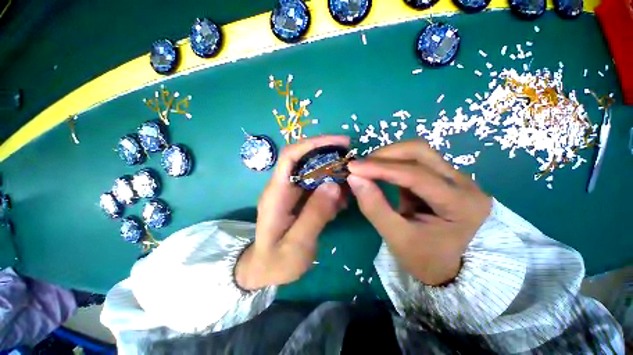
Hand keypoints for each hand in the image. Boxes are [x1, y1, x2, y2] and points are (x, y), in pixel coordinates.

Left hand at [236, 136, 349, 289]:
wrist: (265, 270)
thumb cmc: (276, 262)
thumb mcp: (296, 245)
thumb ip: (314, 215)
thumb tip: (334, 185)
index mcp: (276, 193)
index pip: (290, 156)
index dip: (313, 144)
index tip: (340, 142)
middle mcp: (284, 187)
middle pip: (306, 160)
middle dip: (330, 156)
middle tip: (354, 163)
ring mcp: (293, 192)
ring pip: (315, 172)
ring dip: (335, 174)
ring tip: (351, 187)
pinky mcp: (301, 199)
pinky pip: (319, 186)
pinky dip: (333, 188)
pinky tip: (343, 201)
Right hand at [347, 140, 491, 285]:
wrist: (447, 267)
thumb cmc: (425, 258)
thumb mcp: (396, 237)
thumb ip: (374, 206)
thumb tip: (354, 178)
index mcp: (461, 204)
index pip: (415, 175)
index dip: (380, 168)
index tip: (353, 167)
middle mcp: (464, 184)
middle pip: (420, 152)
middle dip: (385, 155)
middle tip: (361, 166)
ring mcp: (455, 178)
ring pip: (418, 152)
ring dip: (389, 157)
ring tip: (368, 168)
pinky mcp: (443, 177)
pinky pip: (416, 161)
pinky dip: (393, 163)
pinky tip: (380, 172)